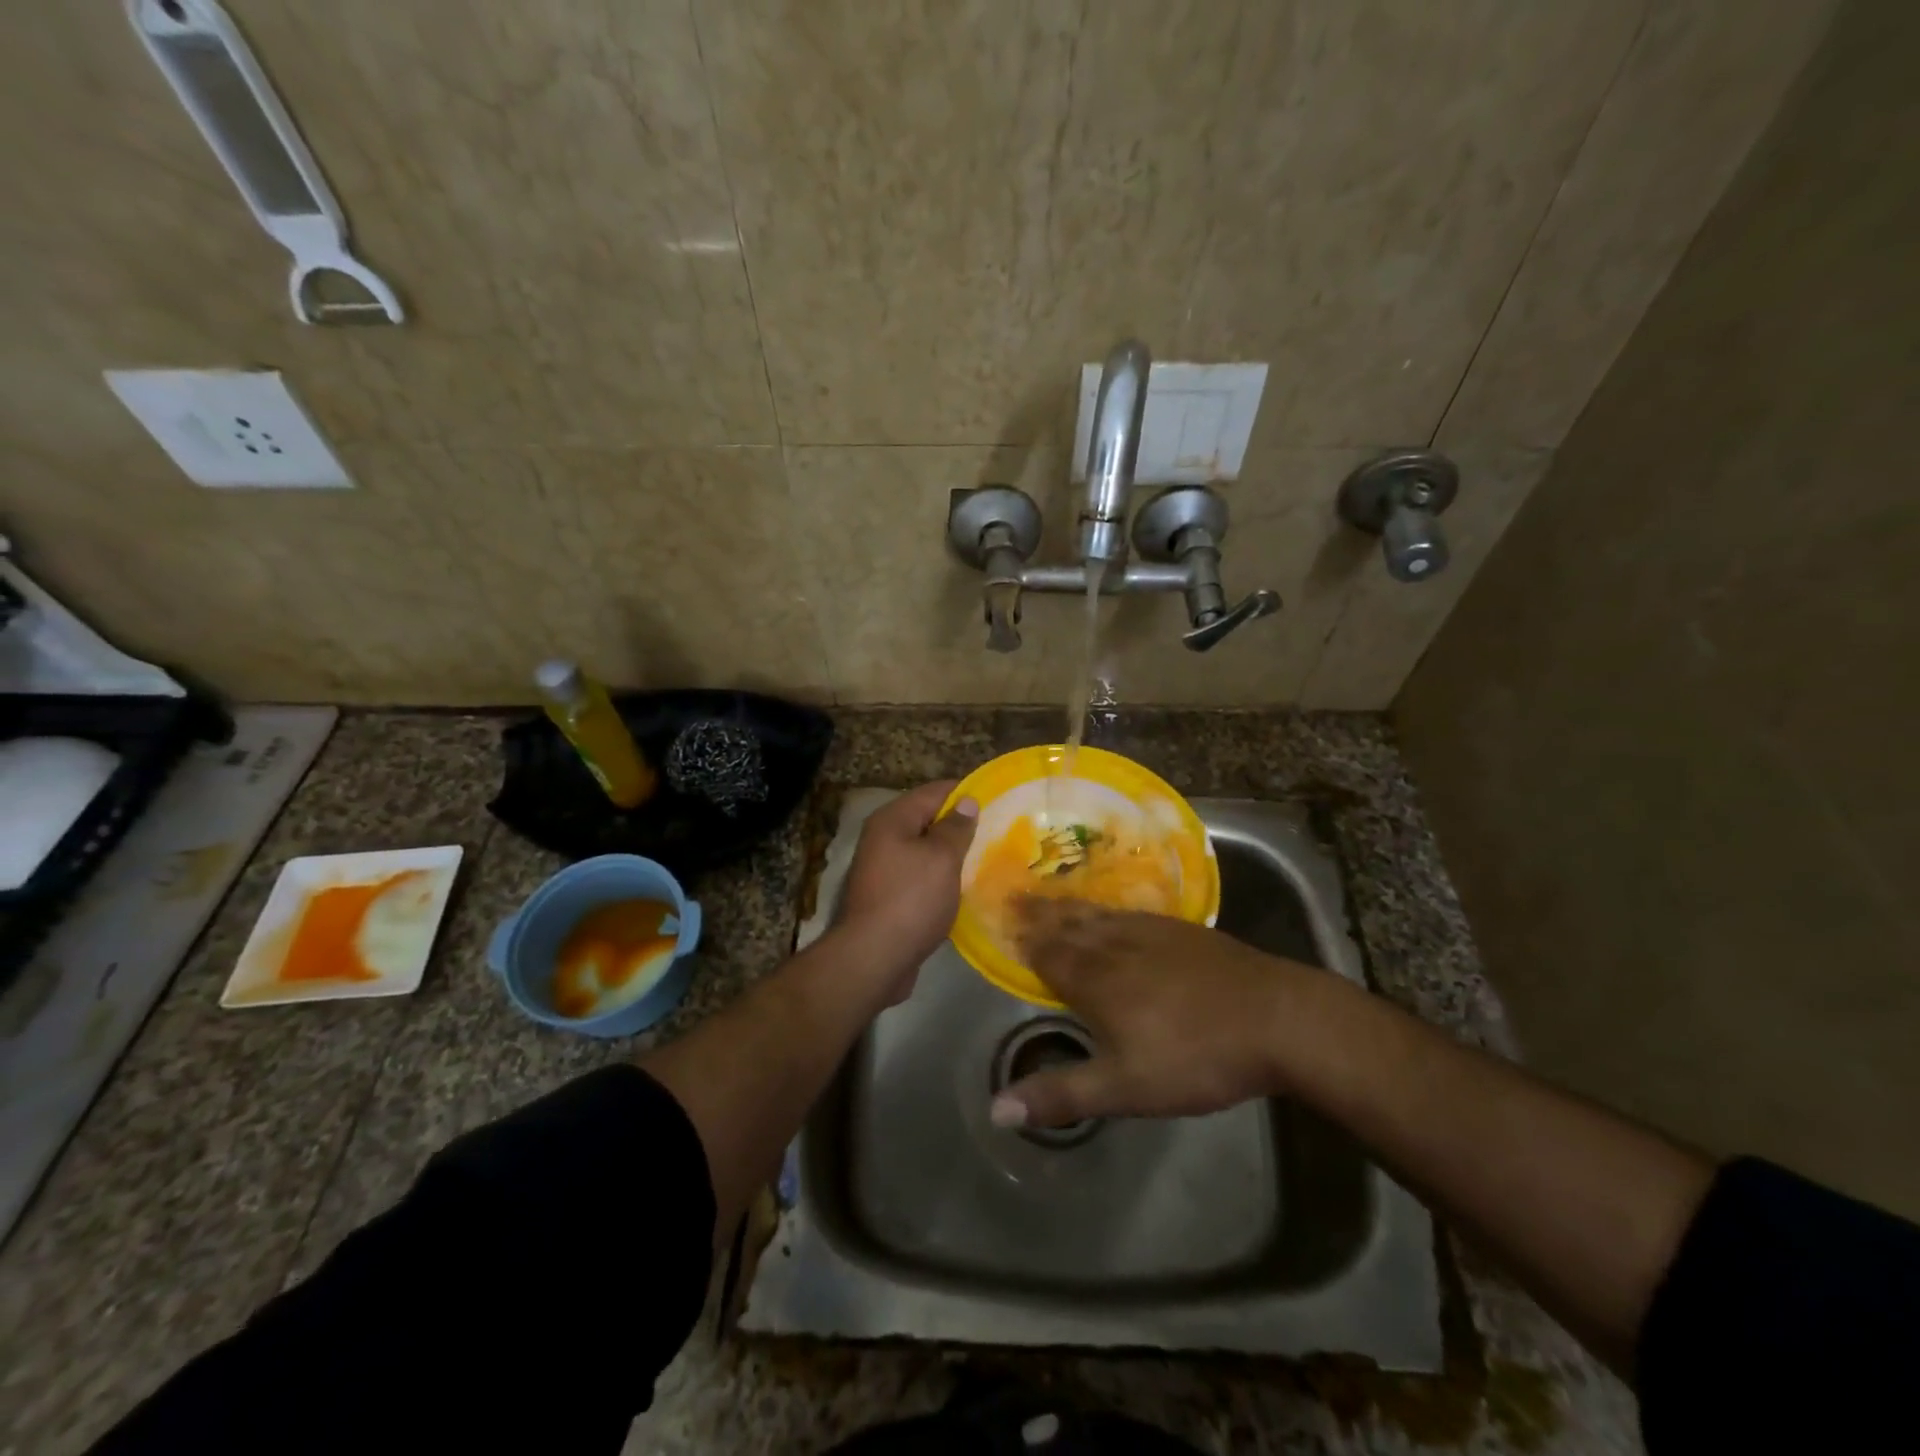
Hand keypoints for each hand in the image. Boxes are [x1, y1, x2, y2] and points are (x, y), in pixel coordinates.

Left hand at [834, 780, 977, 998]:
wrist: (873, 958)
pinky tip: (965, 888)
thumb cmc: (911, 899)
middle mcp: (883, 838)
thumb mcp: (941, 858)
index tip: (997, 800)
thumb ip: (956, 828)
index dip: (965, 793)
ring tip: (987, 858)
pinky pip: (921, 876)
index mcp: (892, 820)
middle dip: (960, 825)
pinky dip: (941, 878)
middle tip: (999, 831)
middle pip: (927, 820)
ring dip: (952, 854)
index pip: (934, 792)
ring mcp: (883, 869)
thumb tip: (966, 801)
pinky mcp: (889, 896)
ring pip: (925, 851)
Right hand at [993, 899, 1313, 1128]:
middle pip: (1070, 926)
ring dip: (1070, 908)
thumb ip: (1062, 1094)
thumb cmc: (1196, 1057)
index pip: (1050, 954)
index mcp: (1097, 980)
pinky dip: (1110, 909)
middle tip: (1016, 898)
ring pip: (1100, 916)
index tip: (1004, 924)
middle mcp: (1117, 946)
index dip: (1026, 942)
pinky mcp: (1184, 931)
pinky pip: (1132, 913)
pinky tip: (1115, 913)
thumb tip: (996, 1108)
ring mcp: (1153, 933)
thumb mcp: (1125, 1088)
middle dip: (1040, 915)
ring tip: (1052, 898)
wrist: (1277, 1019)